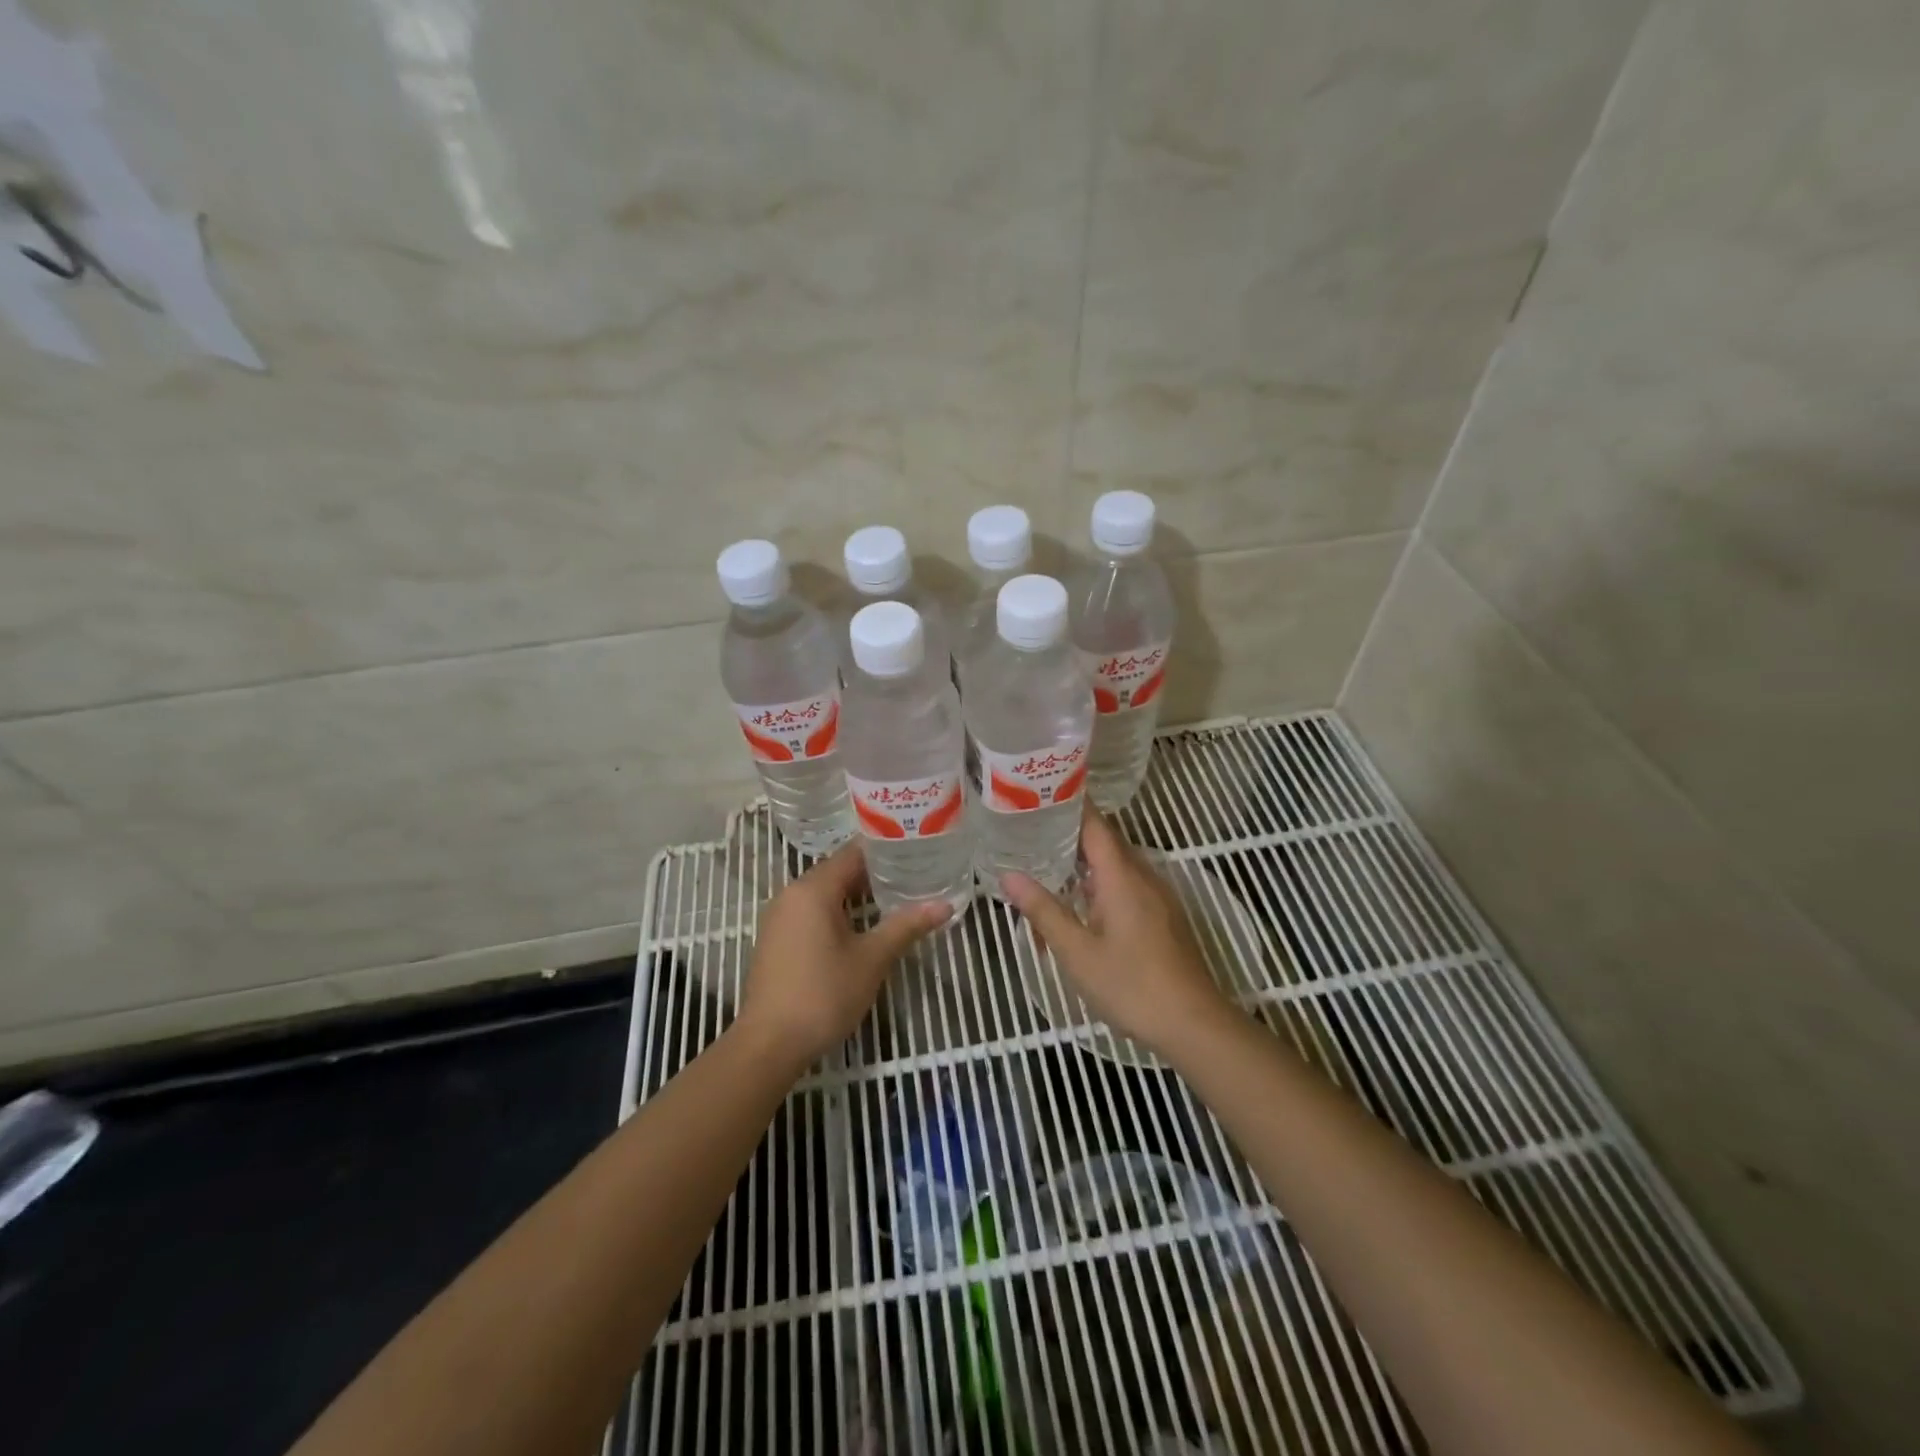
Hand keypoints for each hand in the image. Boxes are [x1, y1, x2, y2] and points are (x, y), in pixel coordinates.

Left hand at [737, 843, 950, 1068]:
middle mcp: (791, 893)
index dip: (886, 851)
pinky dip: (836, 913)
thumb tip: (945, 905)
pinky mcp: (776, 940)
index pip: (853, 853)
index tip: (916, 853)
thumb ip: (906, 926)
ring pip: (824, 894)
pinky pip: (811, 913)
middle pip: (838, 871)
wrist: (770, 1044)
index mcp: (813, 888)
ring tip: (894, 902)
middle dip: (875, 875)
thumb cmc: (824, 993)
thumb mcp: (872, 959)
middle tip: (913, 878)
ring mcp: (779, 917)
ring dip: (856, 896)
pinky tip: (860, 930)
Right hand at [1001, 806, 1235, 1059]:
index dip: (1070, 803)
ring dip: (1086, 861)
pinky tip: (1082, 902)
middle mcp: (1143, 876)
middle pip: (1106, 841)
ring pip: (1117, 865)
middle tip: (1032, 828)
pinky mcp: (1164, 916)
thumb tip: (1009, 876)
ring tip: (1049, 862)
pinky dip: (1102, 882)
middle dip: (1071, 832)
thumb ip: (1043, 911)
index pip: (1095, 823)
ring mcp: (1158, 896)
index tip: (1040, 792)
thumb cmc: (1131, 985)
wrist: (1193, 1023)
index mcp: (1121, 876)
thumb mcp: (1076, 951)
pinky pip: (1128, 884)